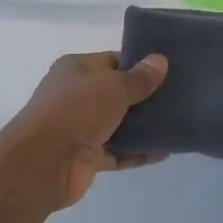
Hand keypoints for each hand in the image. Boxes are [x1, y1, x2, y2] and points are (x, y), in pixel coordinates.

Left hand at [0, 52, 168, 208]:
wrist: (44, 162)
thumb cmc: (76, 110)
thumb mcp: (113, 86)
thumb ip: (139, 78)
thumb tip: (161, 61)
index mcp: (76, 70)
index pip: (113, 61)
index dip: (139, 64)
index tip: (168, 70)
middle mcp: (76, 96)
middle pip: (117, 93)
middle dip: (145, 96)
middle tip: (179, 96)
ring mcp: (80, 128)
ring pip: (119, 124)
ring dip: (143, 126)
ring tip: (176, 123)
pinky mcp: (87, 157)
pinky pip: (118, 152)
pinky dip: (138, 152)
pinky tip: (164, 151)